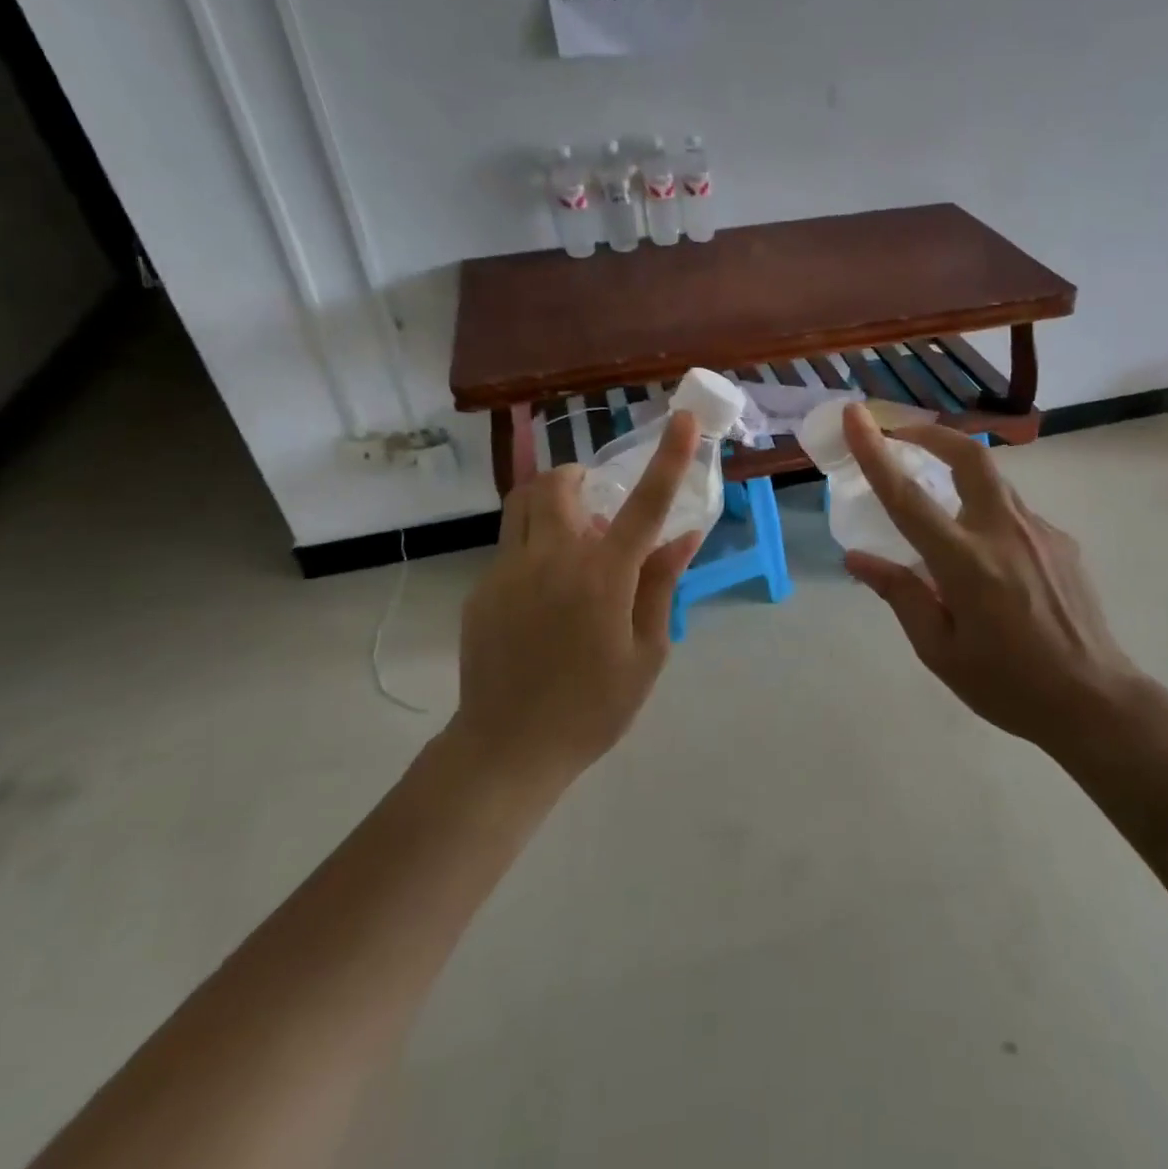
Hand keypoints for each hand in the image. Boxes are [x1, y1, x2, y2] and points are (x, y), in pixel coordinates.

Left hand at [454, 412, 703, 783]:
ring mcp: (509, 571)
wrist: (507, 749)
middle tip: (601, 502)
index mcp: (603, 578)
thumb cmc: (593, 708)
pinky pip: (511, 544)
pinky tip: (548, 592)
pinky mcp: (483, 589)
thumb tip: (684, 536)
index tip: (684, 419)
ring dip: (553, 501)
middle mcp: (553, 560)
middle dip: (581, 477)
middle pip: (558, 484)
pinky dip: (536, 544)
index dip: (669, 457)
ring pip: (523, 503)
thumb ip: (661, 586)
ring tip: (574, 535)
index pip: (645, 504)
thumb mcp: (647, 653)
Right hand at [840, 405, 1165, 759]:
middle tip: (904, 437)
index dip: (875, 452)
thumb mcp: (939, 650)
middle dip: (933, 434)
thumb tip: (858, 558)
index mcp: (965, 562)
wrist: (1094, 700)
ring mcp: (1040, 531)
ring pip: (993, 484)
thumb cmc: (1007, 684)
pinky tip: (989, 562)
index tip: (855, 416)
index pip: (907, 497)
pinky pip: (1015, 515)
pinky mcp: (1062, 541)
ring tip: (941, 512)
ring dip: (960, 478)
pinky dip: (988, 518)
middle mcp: (1003, 532)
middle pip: (969, 456)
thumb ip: (900, 595)